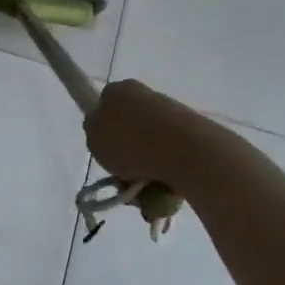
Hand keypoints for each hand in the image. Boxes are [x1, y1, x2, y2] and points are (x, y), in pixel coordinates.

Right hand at [84, 79, 210, 188]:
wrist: (185, 151)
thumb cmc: (131, 142)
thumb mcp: (94, 138)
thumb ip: (94, 133)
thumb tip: (103, 133)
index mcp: (119, 91)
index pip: (103, 105)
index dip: (102, 130)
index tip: (105, 152)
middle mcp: (145, 96)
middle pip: (127, 129)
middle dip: (124, 156)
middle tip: (121, 179)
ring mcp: (170, 114)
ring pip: (147, 147)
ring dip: (142, 171)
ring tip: (141, 193)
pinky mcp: (190, 134)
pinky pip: (167, 158)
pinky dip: (162, 174)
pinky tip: (161, 190)